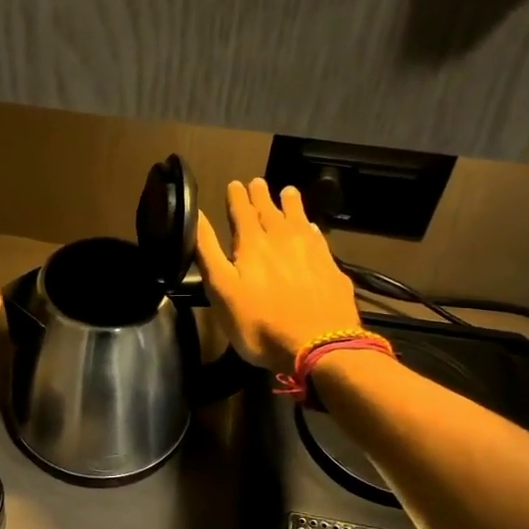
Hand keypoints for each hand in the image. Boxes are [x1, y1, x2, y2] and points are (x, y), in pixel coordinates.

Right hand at [196, 179, 361, 374]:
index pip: (242, 211)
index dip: (236, 197)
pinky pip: (318, 238)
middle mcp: (283, 239)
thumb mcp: (221, 290)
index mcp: (252, 244)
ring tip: (288, 191)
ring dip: (291, 205)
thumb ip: (208, 252)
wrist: (318, 346)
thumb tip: (197, 216)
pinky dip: (311, 228)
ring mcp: (311, 252)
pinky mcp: (331, 268)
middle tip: (258, 182)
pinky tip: (311, 228)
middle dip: (262, 196)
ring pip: (299, 219)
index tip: (234, 184)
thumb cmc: (259, 323)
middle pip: (271, 211)